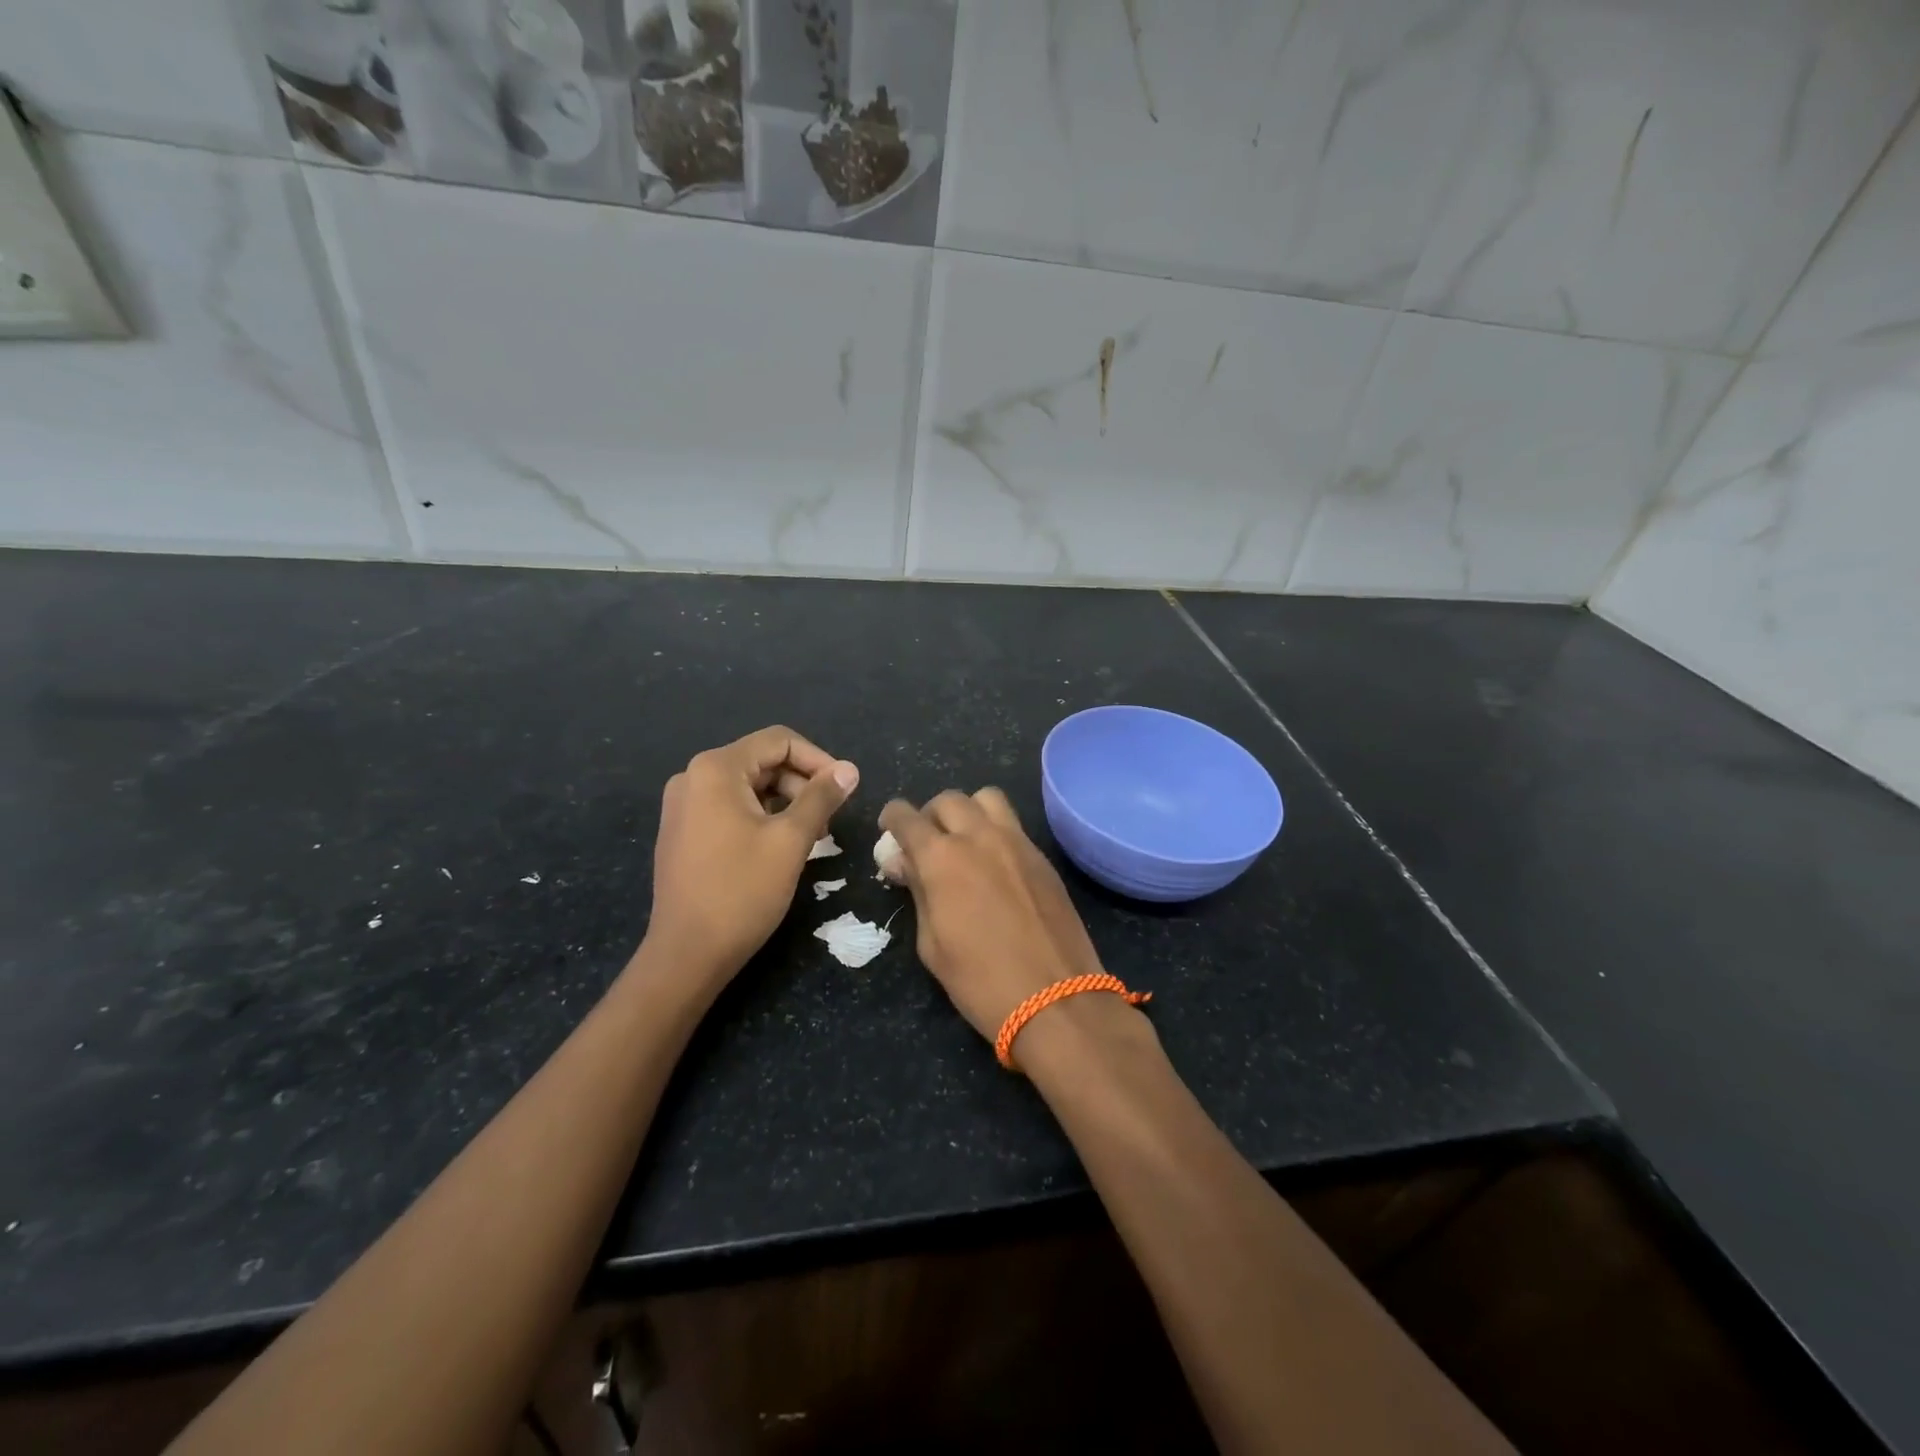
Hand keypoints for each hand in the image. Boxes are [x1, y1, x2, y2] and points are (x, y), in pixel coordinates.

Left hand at [646, 726, 857, 981]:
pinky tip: (781, 847)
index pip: (779, 741)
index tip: (845, 790)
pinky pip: (730, 807)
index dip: (819, 760)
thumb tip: (849, 769)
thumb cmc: (742, 891)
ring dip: (786, 802)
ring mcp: (683, 805)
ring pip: (749, 786)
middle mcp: (693, 777)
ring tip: (811, 837)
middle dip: (802, 784)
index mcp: (716, 769)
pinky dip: (761, 817)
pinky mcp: (682, 831)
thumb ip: (822, 797)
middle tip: (829, 820)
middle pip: (763, 761)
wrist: (687, 954)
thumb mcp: (791, 840)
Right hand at [878, 789, 1103, 1041]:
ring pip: (986, 798)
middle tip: (927, 842)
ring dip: (968, 811)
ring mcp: (1017, 842)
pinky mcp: (1043, 856)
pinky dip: (995, 830)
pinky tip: (994, 863)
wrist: (1055, 999)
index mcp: (942, 858)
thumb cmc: (980, 981)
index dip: (892, 818)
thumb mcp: (931, 944)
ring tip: (964, 841)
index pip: (907, 817)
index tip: (889, 828)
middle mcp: (979, 837)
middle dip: (930, 815)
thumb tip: (907, 864)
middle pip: (948, 800)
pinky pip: (1013, 824)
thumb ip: (918, 893)